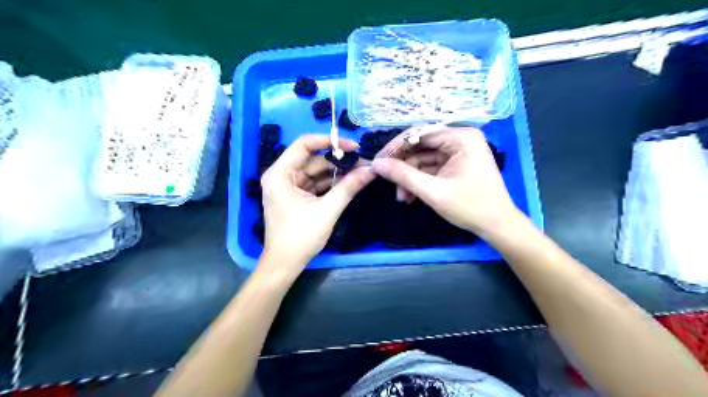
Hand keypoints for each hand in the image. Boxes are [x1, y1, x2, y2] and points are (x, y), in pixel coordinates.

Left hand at [259, 135, 375, 273]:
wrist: (284, 264)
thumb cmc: (300, 237)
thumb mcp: (327, 210)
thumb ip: (349, 187)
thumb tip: (371, 169)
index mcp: (280, 173)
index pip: (305, 144)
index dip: (330, 141)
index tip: (354, 146)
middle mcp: (280, 175)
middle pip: (312, 158)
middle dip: (337, 160)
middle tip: (363, 162)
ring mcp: (287, 186)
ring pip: (315, 171)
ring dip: (336, 172)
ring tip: (360, 172)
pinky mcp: (294, 197)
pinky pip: (314, 183)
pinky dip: (330, 183)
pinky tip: (348, 183)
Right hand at [371, 127, 518, 234]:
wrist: (497, 226)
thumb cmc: (470, 207)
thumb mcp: (433, 191)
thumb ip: (403, 175)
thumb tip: (376, 164)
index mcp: (461, 137)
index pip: (419, 133)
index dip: (396, 147)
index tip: (378, 161)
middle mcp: (460, 139)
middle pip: (421, 146)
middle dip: (404, 167)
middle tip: (388, 182)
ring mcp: (459, 152)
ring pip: (424, 159)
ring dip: (411, 177)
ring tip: (402, 198)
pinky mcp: (457, 164)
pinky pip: (431, 168)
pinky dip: (420, 181)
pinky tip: (411, 196)